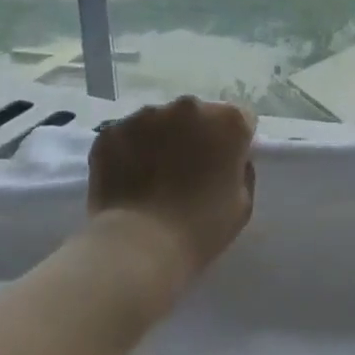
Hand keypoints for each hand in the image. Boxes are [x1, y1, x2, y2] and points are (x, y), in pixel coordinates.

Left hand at [87, 97, 256, 274]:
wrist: (139, 246)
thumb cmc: (201, 228)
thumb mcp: (242, 203)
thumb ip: (241, 170)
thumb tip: (229, 160)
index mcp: (228, 122)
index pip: (240, 120)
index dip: (233, 144)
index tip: (224, 166)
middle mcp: (189, 107)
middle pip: (197, 116)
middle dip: (195, 136)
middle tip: (186, 171)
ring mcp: (146, 115)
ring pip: (159, 122)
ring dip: (160, 140)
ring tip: (152, 177)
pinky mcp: (111, 131)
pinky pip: (126, 136)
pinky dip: (128, 151)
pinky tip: (127, 179)